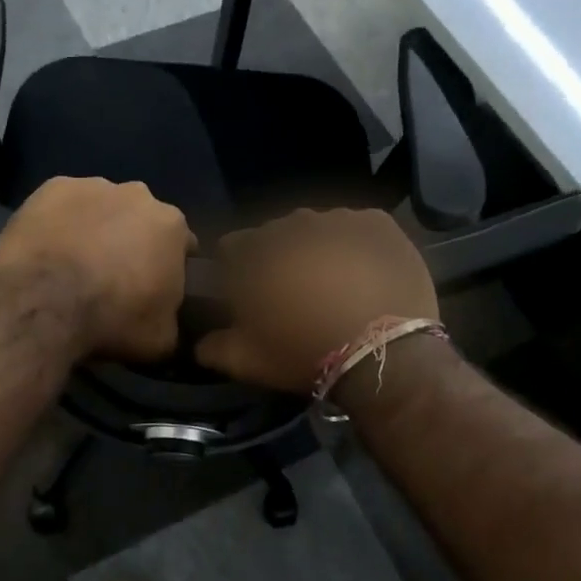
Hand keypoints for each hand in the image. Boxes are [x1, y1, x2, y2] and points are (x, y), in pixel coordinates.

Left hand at [0, 177, 194, 362]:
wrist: (44, 301)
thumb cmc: (112, 318)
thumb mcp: (161, 339)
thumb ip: (172, 320)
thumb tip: (166, 319)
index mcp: (172, 225)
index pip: (181, 245)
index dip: (169, 268)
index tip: (154, 290)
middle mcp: (137, 194)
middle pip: (140, 219)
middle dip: (132, 241)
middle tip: (113, 278)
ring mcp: (91, 186)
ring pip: (101, 207)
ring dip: (95, 229)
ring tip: (74, 265)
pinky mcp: (51, 187)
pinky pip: (62, 205)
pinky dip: (59, 222)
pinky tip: (47, 250)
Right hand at [196, 208, 437, 392]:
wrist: (382, 356)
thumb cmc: (305, 353)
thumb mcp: (247, 361)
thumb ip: (212, 347)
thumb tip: (198, 343)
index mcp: (255, 250)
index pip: (232, 246)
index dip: (237, 270)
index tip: (249, 294)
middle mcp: (292, 224)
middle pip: (276, 235)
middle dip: (280, 259)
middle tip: (295, 293)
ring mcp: (338, 219)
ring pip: (318, 229)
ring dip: (318, 249)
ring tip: (333, 283)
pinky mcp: (377, 223)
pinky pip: (357, 228)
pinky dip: (355, 244)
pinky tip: (363, 271)